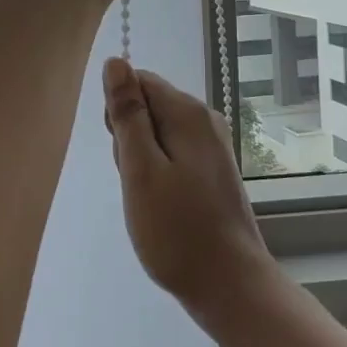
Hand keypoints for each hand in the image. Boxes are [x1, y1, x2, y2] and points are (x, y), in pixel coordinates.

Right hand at [103, 59, 274, 331]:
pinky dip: (159, 175)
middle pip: (149, 106)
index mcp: (188, 113)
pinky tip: (162, 206)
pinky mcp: (213, 169)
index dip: (120, 113)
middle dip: (131, 139)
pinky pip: (173, 154)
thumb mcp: (141, 170)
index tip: (122, 154)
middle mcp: (205, 119)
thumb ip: (128, 114)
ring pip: (158, 134)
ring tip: (150, 201)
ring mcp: (213, 145)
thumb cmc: (177, 230)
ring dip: (143, 161)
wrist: (230, 285)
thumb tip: (116, 61)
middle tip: (137, 183)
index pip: (139, 81)